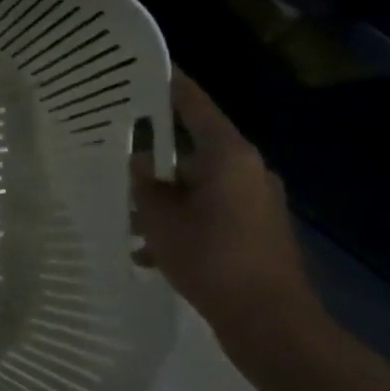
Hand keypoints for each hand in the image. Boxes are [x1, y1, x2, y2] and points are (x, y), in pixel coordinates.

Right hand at [131, 72, 318, 354]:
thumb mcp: (161, 217)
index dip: (171, 84)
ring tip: (129, 216)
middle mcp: (249, 171)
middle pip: (193, 149)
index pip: (195, 105)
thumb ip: (146, 184)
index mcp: (230, 156)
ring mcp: (256, 203)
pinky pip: (210, 213)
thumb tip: (142, 163)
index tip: (148, 66)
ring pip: (198, 185)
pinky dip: (183, 223)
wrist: (271, 324)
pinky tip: (150, 251)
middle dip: (156, 158)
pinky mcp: (257, 232)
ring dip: (166, 198)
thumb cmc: (212, 258)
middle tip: (118, 154)